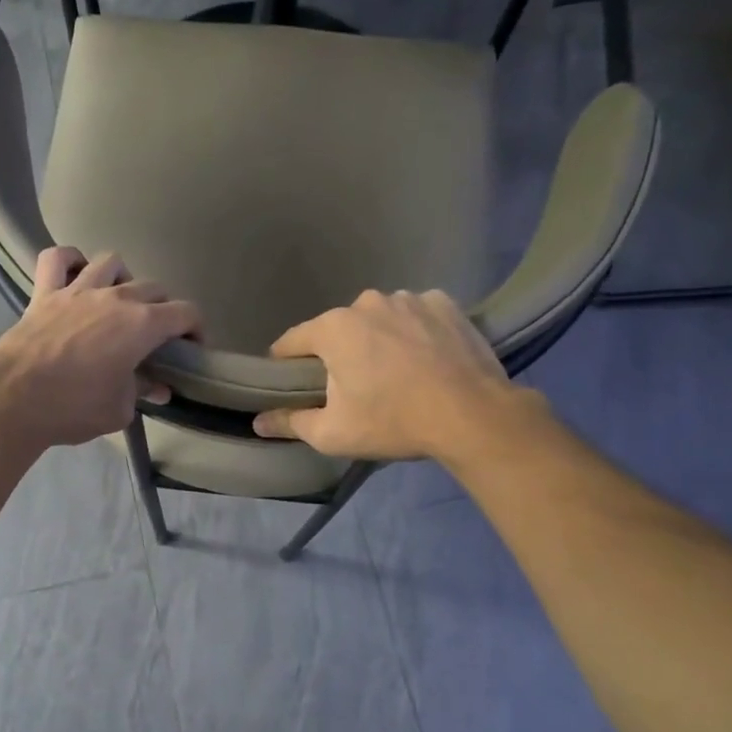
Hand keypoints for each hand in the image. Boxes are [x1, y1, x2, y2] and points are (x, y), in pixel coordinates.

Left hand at [0, 247, 200, 449]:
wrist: (13, 400)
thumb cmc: (74, 407)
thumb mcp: (120, 409)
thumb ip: (142, 391)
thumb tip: (159, 388)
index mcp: (142, 325)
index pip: (186, 313)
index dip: (196, 329)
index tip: (191, 349)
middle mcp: (116, 297)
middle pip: (154, 288)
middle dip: (164, 309)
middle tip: (156, 336)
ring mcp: (77, 289)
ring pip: (112, 262)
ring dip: (123, 279)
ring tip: (119, 302)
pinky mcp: (45, 293)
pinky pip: (57, 258)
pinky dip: (69, 261)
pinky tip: (75, 274)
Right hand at [253, 289, 534, 461]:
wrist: (473, 416)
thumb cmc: (393, 422)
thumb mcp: (333, 433)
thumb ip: (290, 422)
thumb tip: (257, 421)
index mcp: (333, 328)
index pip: (292, 342)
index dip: (285, 364)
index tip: (290, 384)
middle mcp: (366, 302)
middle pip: (338, 330)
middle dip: (339, 354)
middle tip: (353, 387)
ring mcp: (409, 298)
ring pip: (379, 320)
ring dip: (378, 340)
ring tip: (396, 373)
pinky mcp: (444, 304)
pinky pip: (416, 316)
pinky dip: (414, 332)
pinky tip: (426, 358)